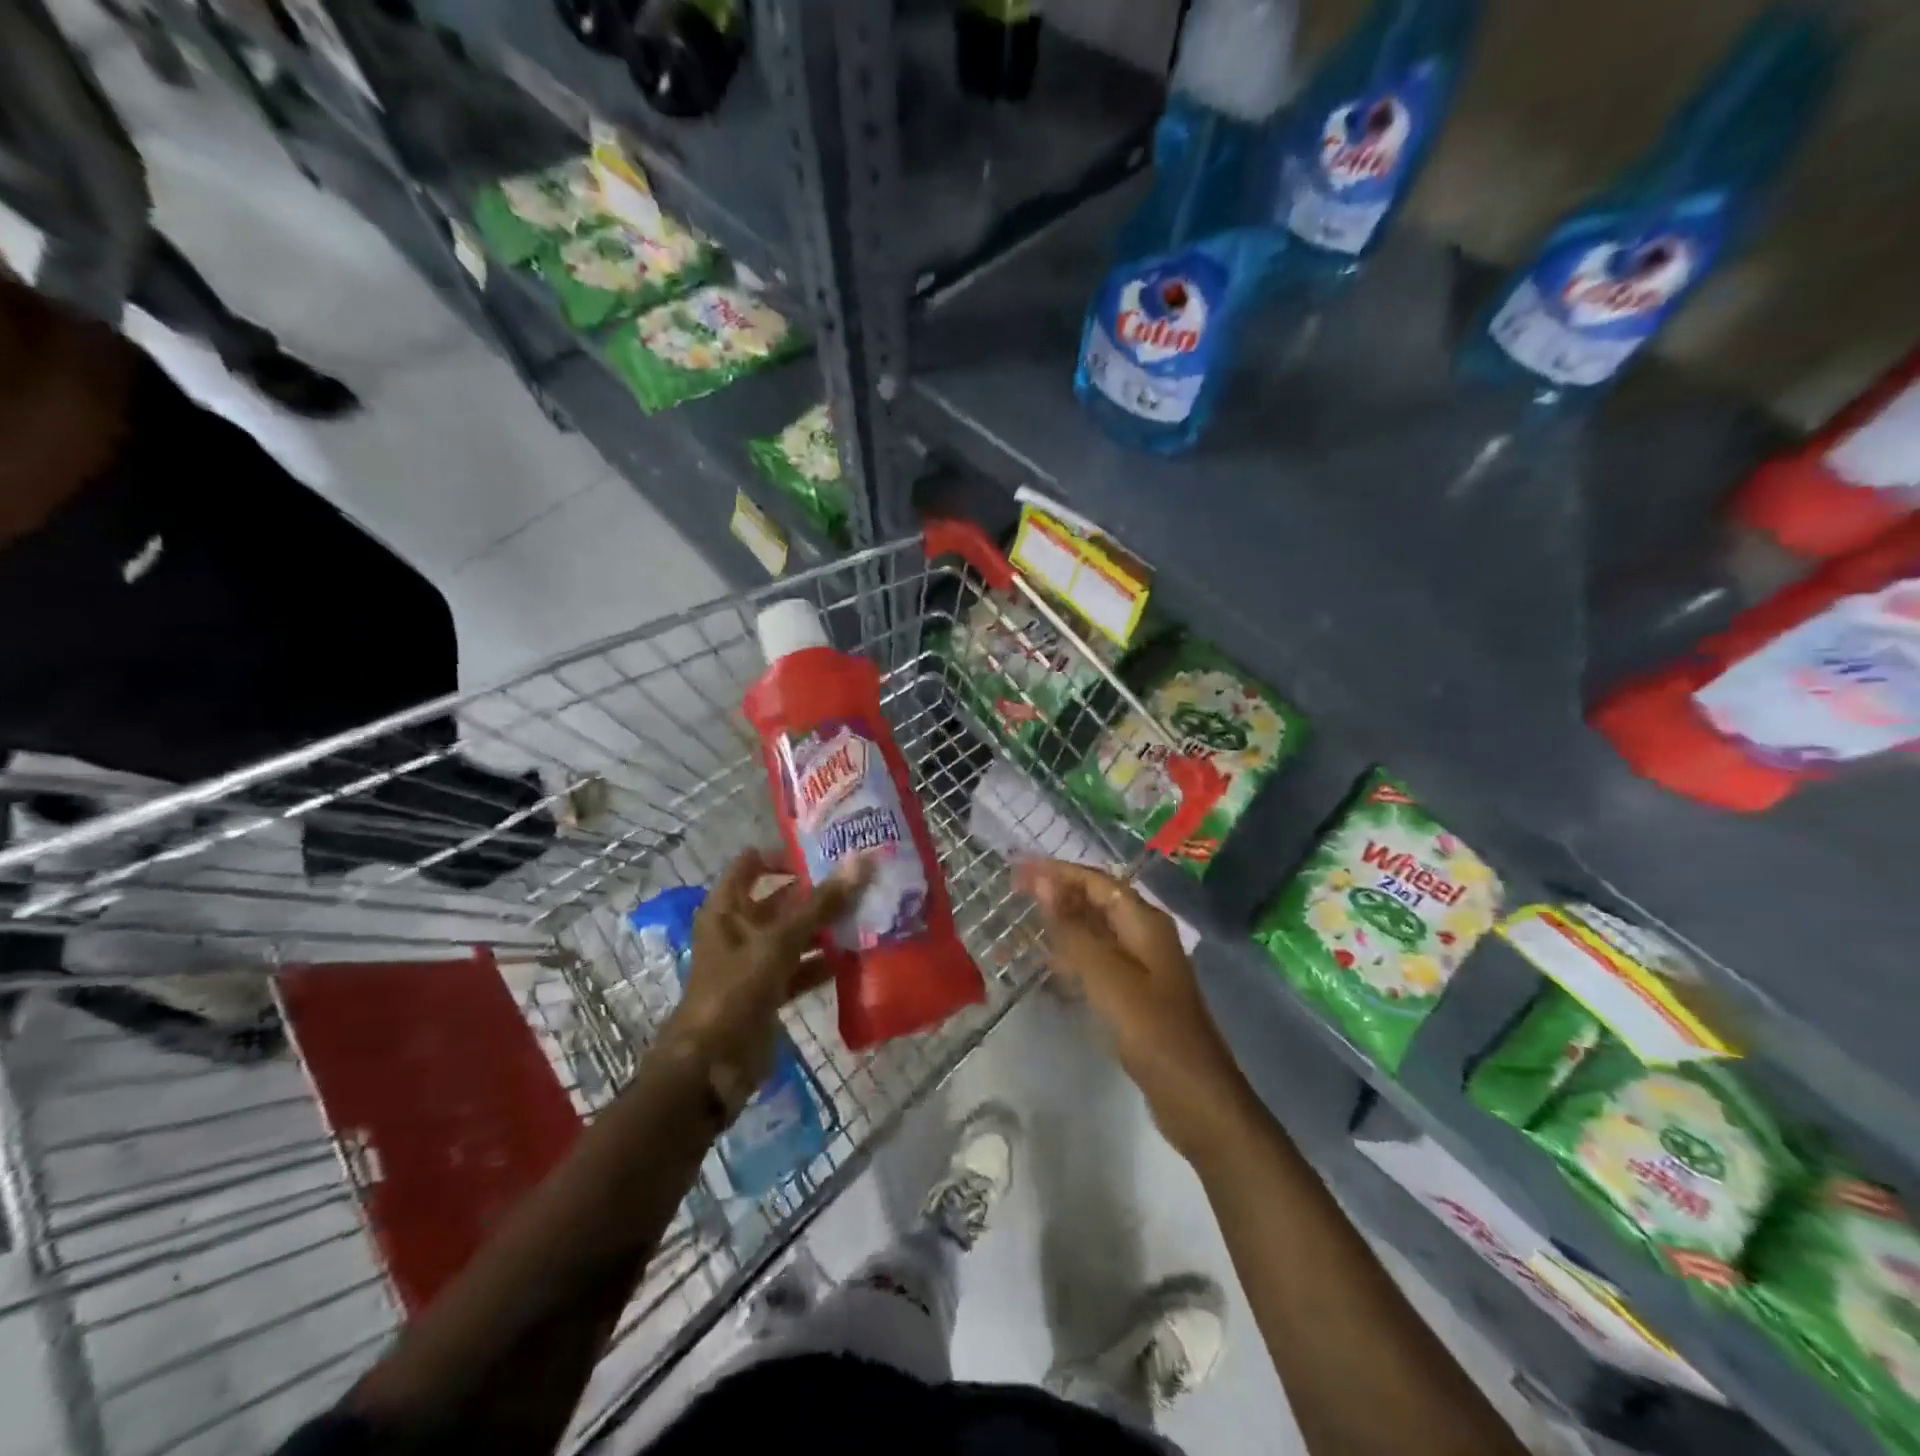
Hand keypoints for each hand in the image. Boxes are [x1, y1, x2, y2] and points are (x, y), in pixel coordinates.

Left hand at [665, 848, 863, 1114]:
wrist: (710, 1068)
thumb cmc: (736, 991)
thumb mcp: (779, 942)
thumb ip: (821, 904)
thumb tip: (860, 860)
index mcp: (727, 908)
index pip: (753, 863)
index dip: (785, 854)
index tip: (827, 851)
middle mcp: (739, 929)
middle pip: (781, 900)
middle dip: (818, 892)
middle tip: (862, 880)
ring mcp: (754, 963)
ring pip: (794, 935)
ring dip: (826, 928)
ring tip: (869, 914)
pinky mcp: (768, 992)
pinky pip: (800, 968)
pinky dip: (823, 963)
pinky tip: (857, 957)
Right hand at [1015, 859, 1254, 1162]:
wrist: (1194, 1095)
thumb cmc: (1151, 1028)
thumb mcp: (1105, 974)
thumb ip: (1072, 927)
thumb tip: (1042, 880)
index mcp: (1144, 921)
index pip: (1096, 880)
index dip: (1057, 872)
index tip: (1017, 869)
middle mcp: (1145, 935)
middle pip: (1096, 901)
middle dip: (1057, 893)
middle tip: (1013, 892)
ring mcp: (1142, 966)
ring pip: (1095, 932)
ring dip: (1062, 924)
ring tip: (1022, 923)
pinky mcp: (1135, 994)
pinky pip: (1098, 961)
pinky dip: (1072, 956)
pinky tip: (1048, 965)